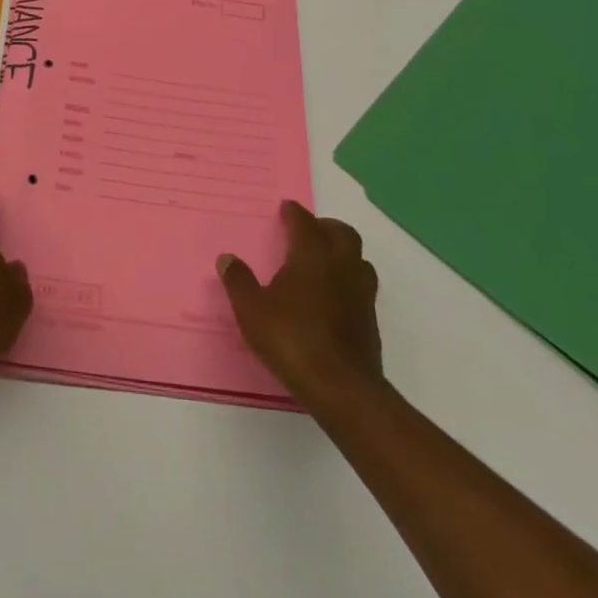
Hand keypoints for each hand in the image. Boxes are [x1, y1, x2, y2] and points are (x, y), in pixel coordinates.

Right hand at [218, 201, 383, 406]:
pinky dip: (348, 282)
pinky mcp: (370, 320)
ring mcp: (361, 293)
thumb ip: (239, 281)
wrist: (342, 388)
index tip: (286, 208)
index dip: (294, 213)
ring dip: (343, 254)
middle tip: (308, 232)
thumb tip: (227, 258)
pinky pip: (362, 287)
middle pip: (342, 233)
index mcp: (312, 255)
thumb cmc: (292, 339)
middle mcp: (341, 266)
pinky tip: (333, 298)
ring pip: (358, 259)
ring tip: (323, 263)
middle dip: (325, 227)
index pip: (305, 222)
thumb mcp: (252, 311)